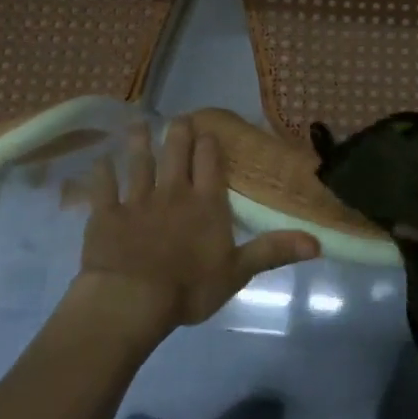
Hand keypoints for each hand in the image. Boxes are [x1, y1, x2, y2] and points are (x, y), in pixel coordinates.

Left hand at [70, 118, 318, 342]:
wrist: (131, 300)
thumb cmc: (188, 288)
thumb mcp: (238, 272)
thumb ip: (273, 251)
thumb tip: (318, 242)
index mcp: (206, 204)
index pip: (210, 164)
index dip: (210, 144)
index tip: (209, 130)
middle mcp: (173, 192)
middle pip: (176, 154)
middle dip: (178, 133)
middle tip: (178, 118)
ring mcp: (136, 201)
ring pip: (138, 163)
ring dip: (139, 143)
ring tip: (138, 125)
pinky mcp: (105, 214)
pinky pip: (102, 187)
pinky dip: (101, 172)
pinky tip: (99, 160)